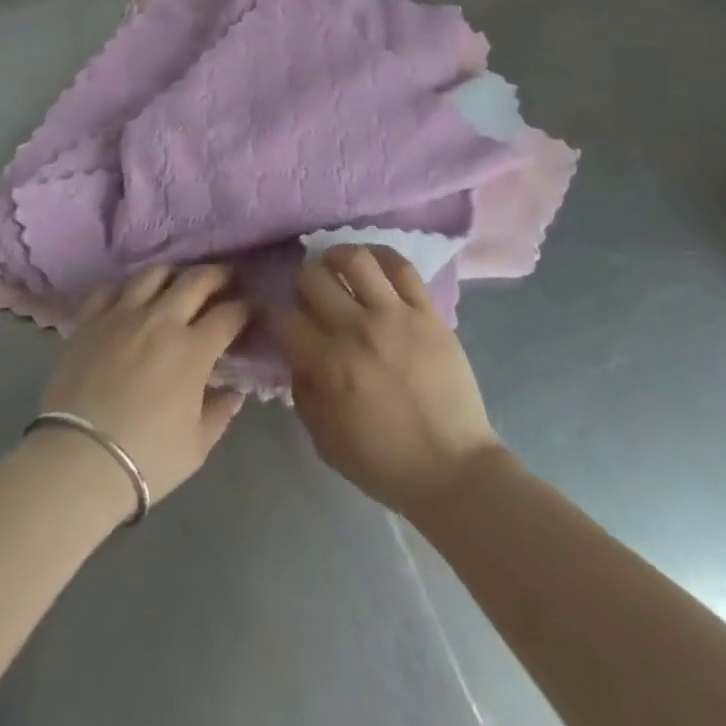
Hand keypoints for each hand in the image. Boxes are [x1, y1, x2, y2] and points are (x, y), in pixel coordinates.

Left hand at [40, 265, 249, 508]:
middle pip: (196, 280)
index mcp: (193, 350)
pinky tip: (131, 297)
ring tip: (177, 283)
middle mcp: (162, 320)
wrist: (78, 461)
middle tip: (225, 279)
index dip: (245, 309)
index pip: (230, 314)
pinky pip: (111, 288)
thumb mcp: (197, 446)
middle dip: (218, 275)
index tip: (250, 310)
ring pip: (154, 274)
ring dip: (173, 275)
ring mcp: (122, 315)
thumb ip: (220, 412)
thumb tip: (234, 391)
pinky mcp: (90, 320)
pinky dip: (126, 287)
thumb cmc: (146, 458)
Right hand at [271, 245, 503, 517]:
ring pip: (355, 260)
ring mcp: (395, 316)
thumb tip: (296, 357)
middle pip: (313, 278)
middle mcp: (357, 330)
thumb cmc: (385, 462)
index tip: (275, 316)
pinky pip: (402, 267)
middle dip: (301, 282)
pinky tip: (371, 262)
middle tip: (308, 294)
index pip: (284, 318)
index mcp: (329, 365)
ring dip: (336, 257)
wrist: (453, 469)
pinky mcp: (427, 312)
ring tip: (335, 266)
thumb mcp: (325, 441)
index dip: (272, 312)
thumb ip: (303, 393)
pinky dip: (381, 255)